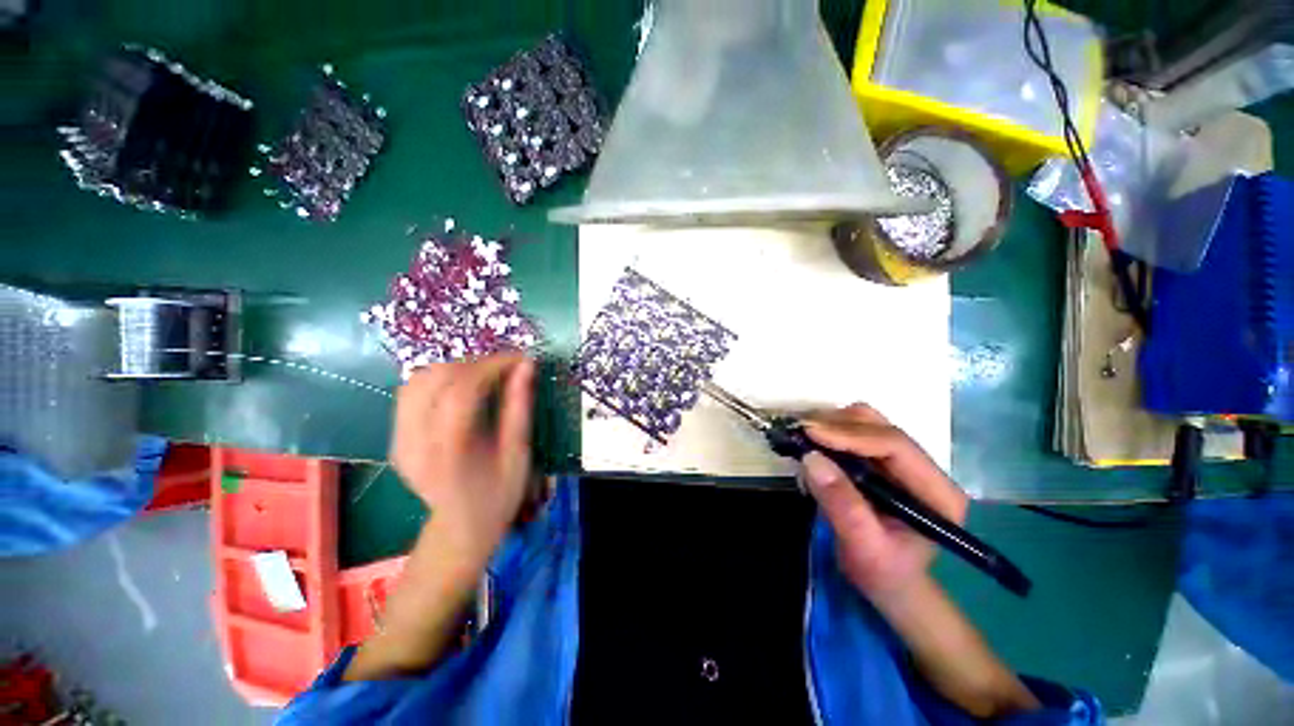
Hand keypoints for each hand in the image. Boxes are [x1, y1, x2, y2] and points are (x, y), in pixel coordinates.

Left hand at [390, 354, 534, 568]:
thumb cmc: (499, 495)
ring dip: (456, 369)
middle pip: (436, 379)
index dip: (492, 366)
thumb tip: (526, 366)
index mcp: (450, 451)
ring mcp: (399, 440)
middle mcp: (415, 442)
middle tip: (506, 369)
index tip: (519, 359)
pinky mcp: (395, 439)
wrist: (461, 529)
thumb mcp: (519, 454)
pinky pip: (411, 393)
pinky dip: (439, 380)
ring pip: (418, 380)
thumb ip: (519, 407)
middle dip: (475, 364)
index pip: (462, 389)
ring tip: (486, 376)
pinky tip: (462, 389)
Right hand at [800, 403, 966, 601]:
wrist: (890, 585)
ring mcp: (902, 461)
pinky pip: (855, 431)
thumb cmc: (882, 573)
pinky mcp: (882, 460)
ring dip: (831, 423)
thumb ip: (842, 504)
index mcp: (936, 492)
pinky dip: (830, 430)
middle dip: (837, 424)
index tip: (810, 432)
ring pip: (866, 422)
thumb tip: (811, 457)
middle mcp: (924, 468)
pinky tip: (812, 442)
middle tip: (799, 431)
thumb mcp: (863, 547)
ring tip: (802, 435)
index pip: (895, 445)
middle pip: (880, 426)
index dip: (850, 435)